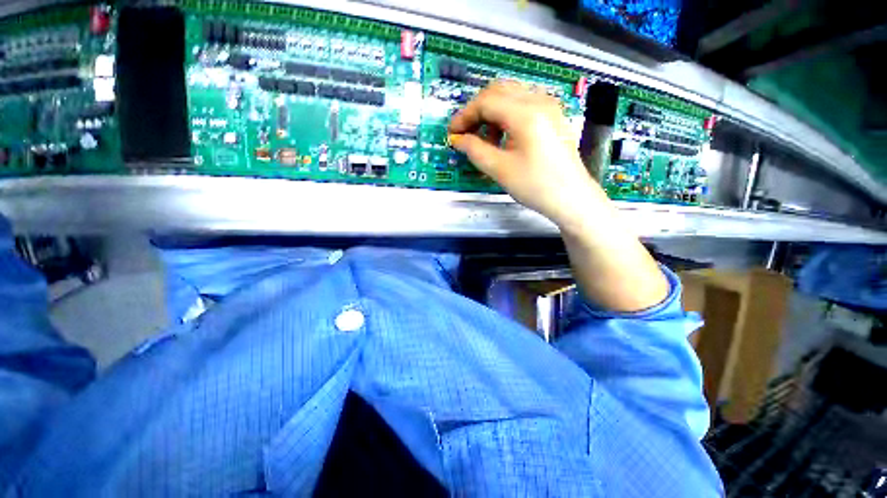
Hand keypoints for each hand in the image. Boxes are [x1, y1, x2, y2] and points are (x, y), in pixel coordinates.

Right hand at [448, 81, 668, 311]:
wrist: (578, 204)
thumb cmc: (541, 192)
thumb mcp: (502, 171)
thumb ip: (477, 150)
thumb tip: (459, 140)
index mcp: (526, 116)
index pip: (485, 101)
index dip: (464, 115)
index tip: (452, 134)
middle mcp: (541, 105)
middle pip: (498, 91)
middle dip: (475, 109)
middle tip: (464, 132)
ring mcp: (550, 112)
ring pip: (511, 96)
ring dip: (491, 112)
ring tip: (479, 136)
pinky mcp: (553, 123)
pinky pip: (523, 107)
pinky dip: (505, 116)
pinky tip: (500, 136)